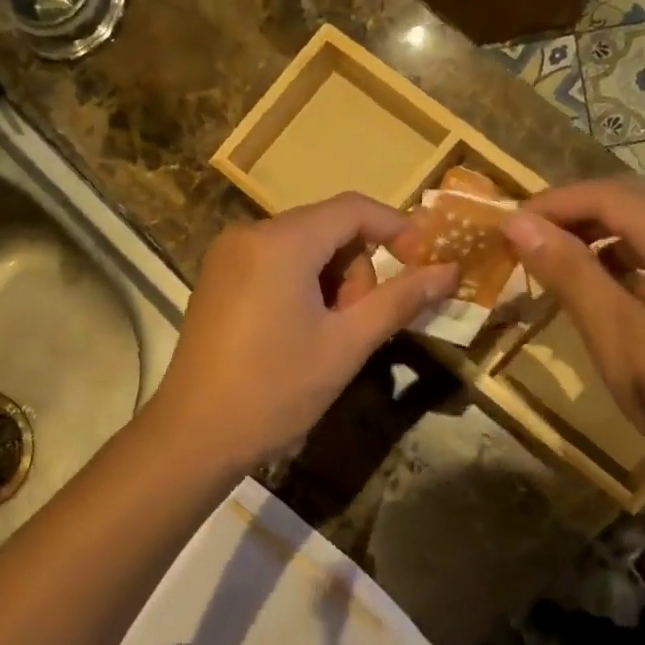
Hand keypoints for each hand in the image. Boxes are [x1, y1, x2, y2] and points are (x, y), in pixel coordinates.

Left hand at [150, 194, 458, 468]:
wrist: (195, 434)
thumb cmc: (275, 389)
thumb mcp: (346, 345)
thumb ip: (400, 300)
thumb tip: (449, 271)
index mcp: (281, 241)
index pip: (354, 209)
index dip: (398, 230)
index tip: (426, 264)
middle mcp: (248, 234)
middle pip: (327, 229)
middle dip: (356, 271)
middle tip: (356, 326)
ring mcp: (226, 257)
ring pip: (302, 249)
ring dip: (330, 283)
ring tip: (325, 338)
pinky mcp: (216, 280)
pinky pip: (274, 265)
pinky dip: (300, 287)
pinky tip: (297, 334)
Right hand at [501, 178, 644, 456]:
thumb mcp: (612, 329)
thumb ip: (567, 270)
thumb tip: (517, 223)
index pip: (611, 194)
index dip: (555, 203)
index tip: (509, 225)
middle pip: (635, 197)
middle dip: (576, 211)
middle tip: (527, 236)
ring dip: (601, 228)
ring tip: (557, 255)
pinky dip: (629, 249)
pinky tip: (603, 277)